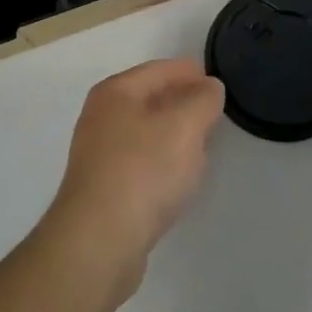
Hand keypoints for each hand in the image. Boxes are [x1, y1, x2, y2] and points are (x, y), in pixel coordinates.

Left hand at [41, 60, 225, 299]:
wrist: (99, 241)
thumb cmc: (142, 170)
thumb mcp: (184, 127)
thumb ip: (202, 101)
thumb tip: (210, 86)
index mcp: (115, 92)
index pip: (157, 70)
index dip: (186, 71)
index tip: (213, 78)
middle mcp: (101, 117)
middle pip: (148, 99)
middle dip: (180, 101)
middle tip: (212, 110)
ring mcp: (98, 154)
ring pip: (144, 132)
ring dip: (172, 133)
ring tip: (201, 142)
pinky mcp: (103, 189)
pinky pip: (140, 162)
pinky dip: (161, 161)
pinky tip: (178, 177)